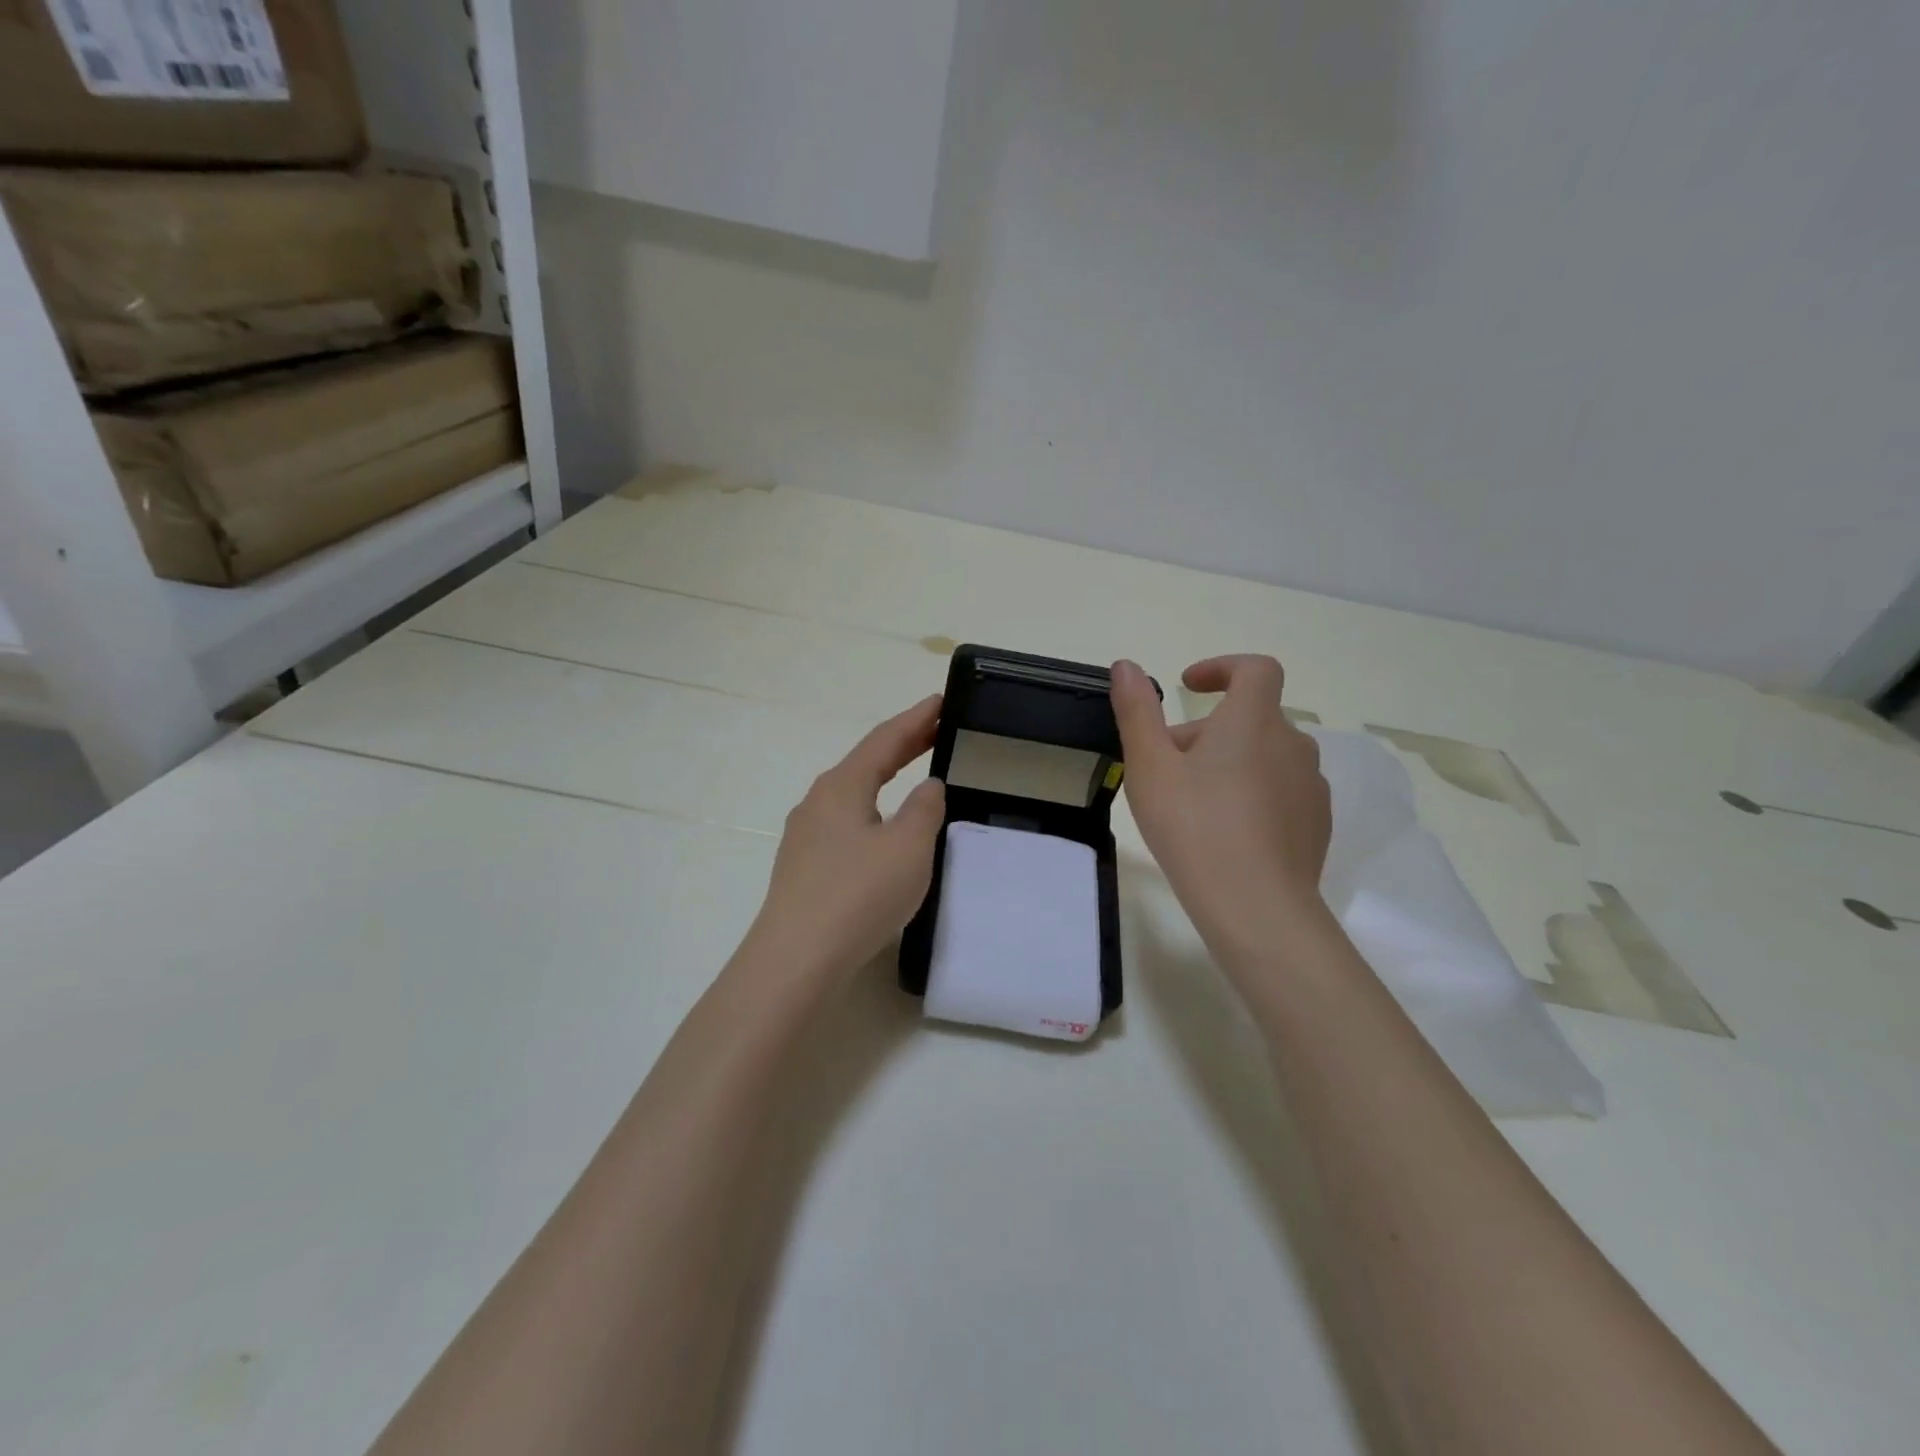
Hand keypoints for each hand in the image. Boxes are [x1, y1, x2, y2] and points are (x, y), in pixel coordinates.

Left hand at [748, 695, 947, 981]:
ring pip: (854, 792)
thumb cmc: (858, 895)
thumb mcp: (908, 848)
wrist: (795, 959)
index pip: (885, 740)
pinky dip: (873, 808)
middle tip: (937, 730)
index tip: (941, 701)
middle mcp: (818, 801)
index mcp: (842, 786)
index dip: (916, 719)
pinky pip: (846, 821)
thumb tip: (928, 787)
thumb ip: (925, 810)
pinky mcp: (804, 866)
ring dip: (886, 777)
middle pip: (866, 762)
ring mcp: (806, 834)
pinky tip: (883, 826)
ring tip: (914, 772)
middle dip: (903, 744)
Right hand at [1111, 655, 1330, 939]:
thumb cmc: (1194, 827)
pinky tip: (1226, 832)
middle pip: (1251, 719)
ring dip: (1231, 762)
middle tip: (1166, 766)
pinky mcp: (1316, 824)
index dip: (1223, 667)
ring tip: (1193, 802)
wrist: (1257, 907)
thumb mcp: (1149, 767)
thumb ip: (1137, 711)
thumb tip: (1126, 665)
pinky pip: (1282, 792)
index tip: (1189, 687)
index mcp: (1253, 721)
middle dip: (1208, 731)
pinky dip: (1254, 794)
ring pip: (1266, 757)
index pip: (1255, 669)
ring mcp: (1310, 786)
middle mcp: (1292, 744)